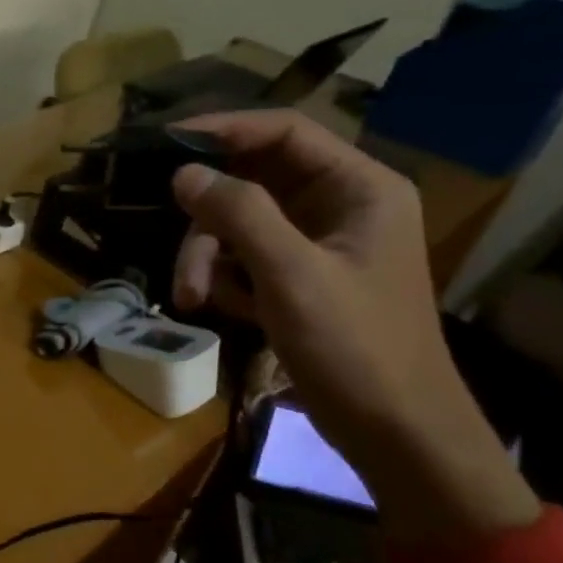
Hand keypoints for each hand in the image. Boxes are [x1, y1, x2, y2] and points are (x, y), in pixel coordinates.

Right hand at [168, 110, 537, 541]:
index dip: (224, 129)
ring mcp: (318, 243)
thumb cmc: (355, 347)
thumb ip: (238, 214)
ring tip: (193, 298)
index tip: (167, 141)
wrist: (396, 433)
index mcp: (360, 188)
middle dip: (209, 220)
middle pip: (252, 182)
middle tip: (183, 260)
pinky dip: (223, 277)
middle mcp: (339, 205)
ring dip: (207, 256)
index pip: (285, 132)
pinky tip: (217, 308)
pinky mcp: (300, 277)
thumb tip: (184, 173)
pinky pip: (245, 256)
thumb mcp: (291, 275)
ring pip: (239, 222)